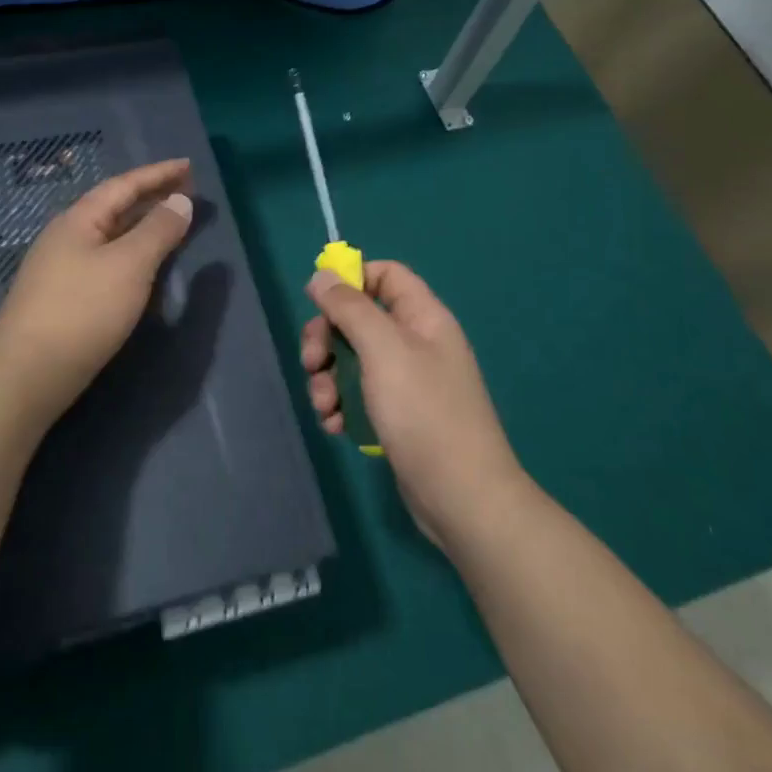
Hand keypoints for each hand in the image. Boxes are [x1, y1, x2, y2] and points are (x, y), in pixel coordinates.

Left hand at [0, 158, 194, 424]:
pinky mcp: (63, 298)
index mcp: (78, 220)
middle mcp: (65, 237)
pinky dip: (131, 254)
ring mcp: (60, 268)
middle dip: (151, 197)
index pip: (123, 186)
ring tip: (171, 224)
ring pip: (109, 236)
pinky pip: (105, 260)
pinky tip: (143, 268)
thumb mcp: (129, 265)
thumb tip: (181, 200)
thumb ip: (158, 230)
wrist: (29, 374)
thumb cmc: (83, 311)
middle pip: (114, 208)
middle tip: (186, 192)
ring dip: (141, 226)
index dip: (158, 174)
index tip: (188, 166)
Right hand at [300, 261, 523, 548]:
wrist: (461, 496)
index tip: (318, 302)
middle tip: (310, 363)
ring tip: (324, 407)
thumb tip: (321, 274)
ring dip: (328, 378)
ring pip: (352, 359)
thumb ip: (350, 308)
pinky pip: (358, 394)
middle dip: (327, 339)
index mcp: (423, 317)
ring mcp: (406, 381)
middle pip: (359, 319)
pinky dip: (341, 405)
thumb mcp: (383, 350)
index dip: (351, 280)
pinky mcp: (396, 415)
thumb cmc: (424, 412)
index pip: (386, 275)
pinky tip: (335, 426)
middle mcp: (416, 343)